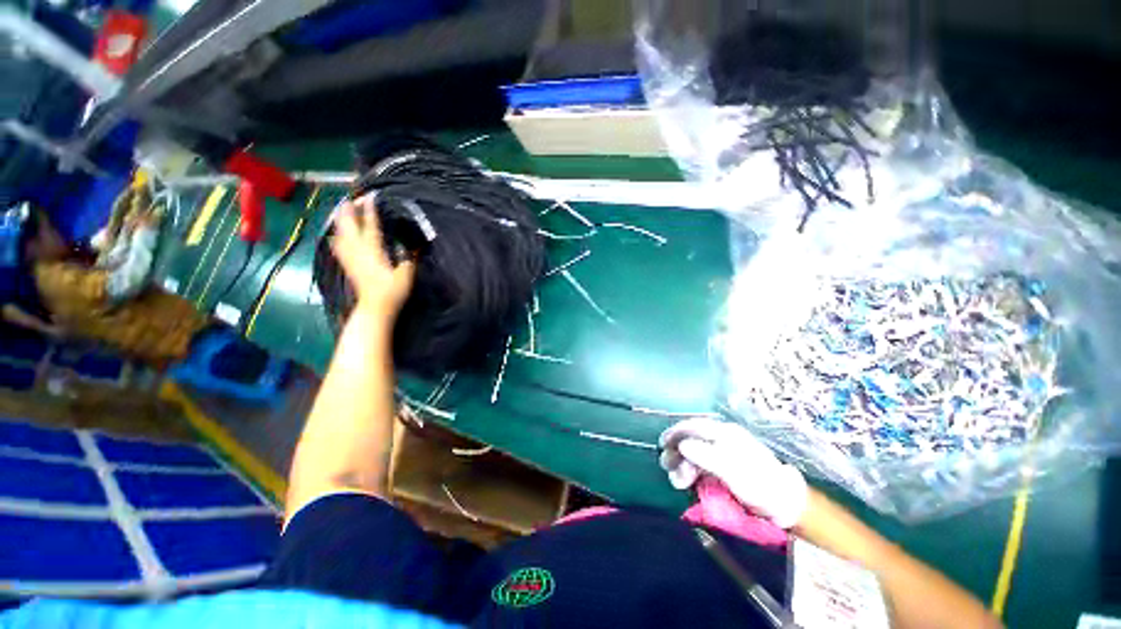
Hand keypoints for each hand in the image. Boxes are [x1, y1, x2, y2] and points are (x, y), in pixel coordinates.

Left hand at [332, 194, 415, 320]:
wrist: (375, 307)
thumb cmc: (392, 291)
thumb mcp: (406, 274)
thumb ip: (408, 257)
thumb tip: (410, 243)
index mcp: (373, 251)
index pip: (371, 226)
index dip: (370, 211)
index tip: (370, 197)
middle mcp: (358, 251)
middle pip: (349, 226)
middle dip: (349, 211)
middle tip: (351, 198)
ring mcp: (350, 257)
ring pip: (340, 233)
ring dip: (340, 220)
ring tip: (342, 209)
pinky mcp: (347, 264)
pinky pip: (338, 245)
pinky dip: (336, 235)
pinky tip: (336, 233)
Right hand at [659, 417, 807, 528]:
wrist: (783, 505)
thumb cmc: (759, 483)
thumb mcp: (732, 469)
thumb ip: (705, 455)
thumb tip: (682, 445)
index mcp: (724, 433)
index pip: (693, 426)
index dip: (676, 432)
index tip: (662, 444)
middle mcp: (720, 441)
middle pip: (689, 441)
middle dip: (676, 453)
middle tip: (668, 467)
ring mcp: (720, 455)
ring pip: (692, 455)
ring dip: (681, 466)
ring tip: (679, 481)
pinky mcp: (721, 470)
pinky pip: (698, 467)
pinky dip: (689, 474)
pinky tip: (687, 484)